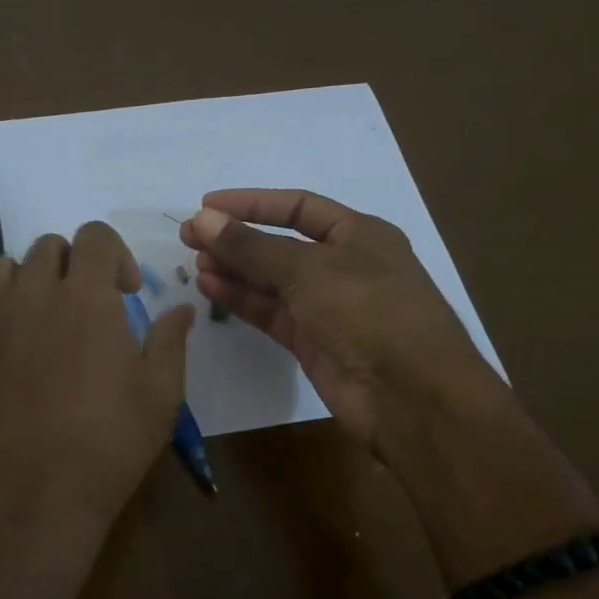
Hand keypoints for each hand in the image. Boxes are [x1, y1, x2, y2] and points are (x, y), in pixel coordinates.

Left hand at [0, 220, 193, 547]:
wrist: (32, 496)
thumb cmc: (108, 444)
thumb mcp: (161, 395)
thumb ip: (171, 341)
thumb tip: (182, 309)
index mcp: (86, 297)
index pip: (95, 236)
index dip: (116, 255)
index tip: (126, 293)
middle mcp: (34, 294)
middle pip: (50, 247)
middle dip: (76, 265)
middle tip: (90, 308)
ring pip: (6, 267)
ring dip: (32, 279)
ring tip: (47, 319)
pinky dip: (1, 309)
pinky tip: (17, 348)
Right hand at [181, 188, 499, 449]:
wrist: (408, 394)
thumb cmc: (368, 311)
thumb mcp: (308, 269)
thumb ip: (251, 246)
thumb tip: (202, 218)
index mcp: (358, 234)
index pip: (297, 207)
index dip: (252, 203)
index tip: (207, 205)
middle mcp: (343, 266)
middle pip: (280, 244)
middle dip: (236, 239)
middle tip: (190, 237)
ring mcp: (327, 306)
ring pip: (271, 281)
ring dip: (234, 270)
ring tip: (194, 263)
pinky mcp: (312, 342)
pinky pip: (270, 312)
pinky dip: (241, 300)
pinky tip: (210, 288)